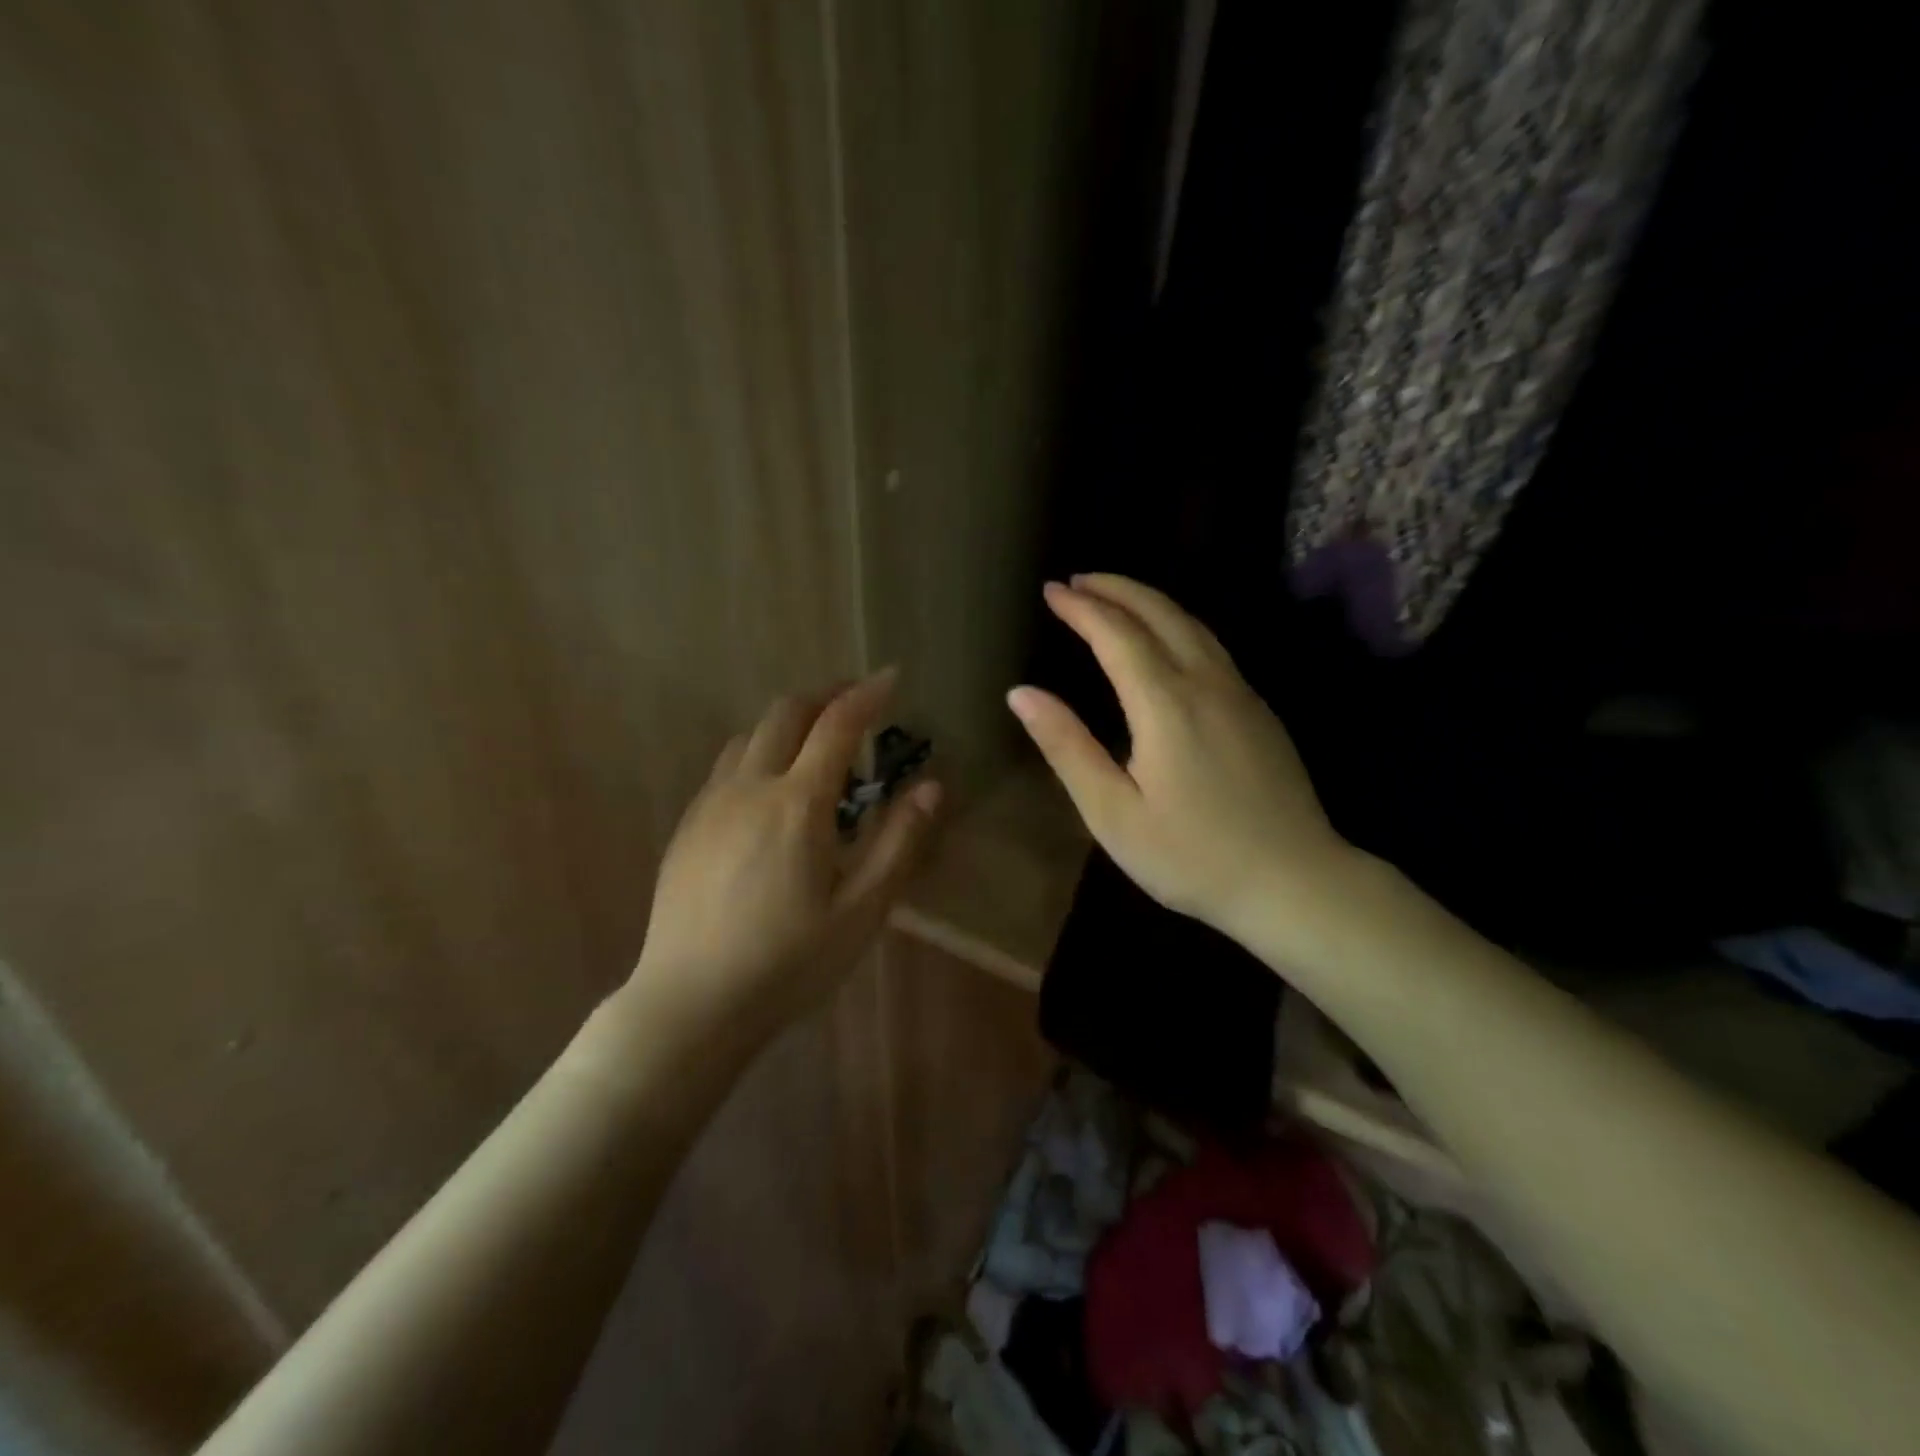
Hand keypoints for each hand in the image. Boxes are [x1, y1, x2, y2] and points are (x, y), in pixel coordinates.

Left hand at [624, 670, 940, 1042]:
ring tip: (816, 751)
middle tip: (857, 706)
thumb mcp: (862, 910)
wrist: (691, 1004)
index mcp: (797, 803)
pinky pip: (727, 766)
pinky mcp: (687, 826)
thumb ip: (898, 842)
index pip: (837, 724)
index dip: (867, 694)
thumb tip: (931, 786)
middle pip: (786, 712)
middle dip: (826, 697)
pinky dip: (759, 753)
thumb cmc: (789, 962)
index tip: (891, 676)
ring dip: (788, 725)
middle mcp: (749, 787)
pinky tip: (770, 792)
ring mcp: (710, 804)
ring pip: (750, 736)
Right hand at [1007, 575, 1354, 955]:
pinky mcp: (1259, 710)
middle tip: (1077, 581)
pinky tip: (1165, 637)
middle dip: (1114, 589)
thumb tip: (1020, 693)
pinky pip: (1211, 645)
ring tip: (1113, 596)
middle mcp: (1206, 683)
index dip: (1080, 608)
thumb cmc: (1191, 857)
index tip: (1051, 590)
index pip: (1116, 634)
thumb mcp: (1113, 813)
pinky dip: (1176, 623)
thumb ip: (1067, 747)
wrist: (1295, 882)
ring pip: (1191, 623)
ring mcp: (1240, 692)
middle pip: (1159, 613)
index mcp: (1165, 704)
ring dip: (1147, 600)